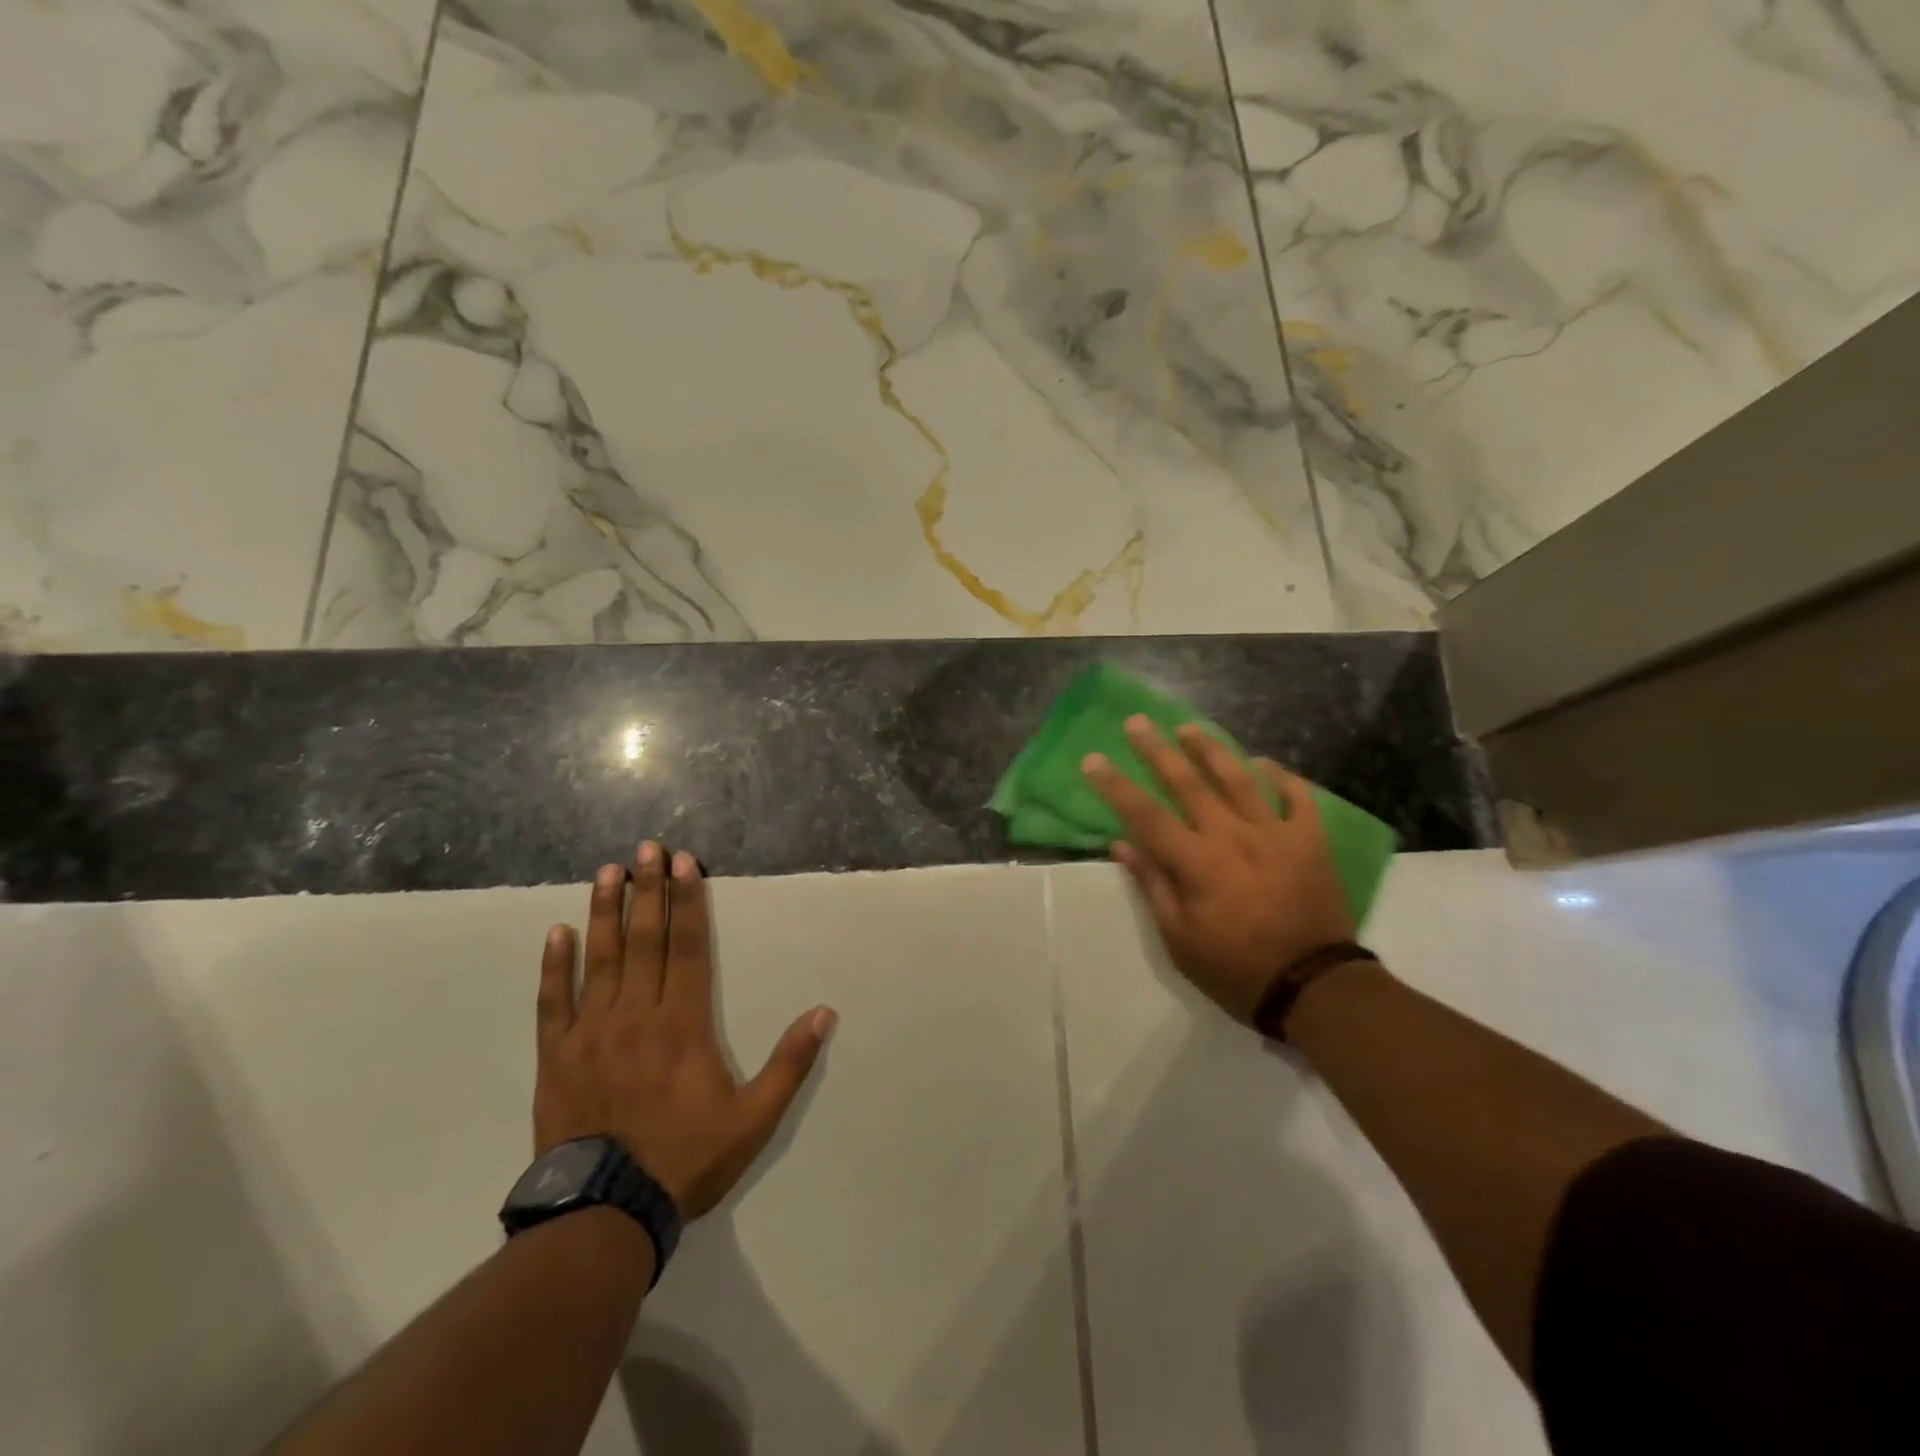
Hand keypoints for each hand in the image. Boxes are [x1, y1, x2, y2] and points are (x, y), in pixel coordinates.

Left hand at [534, 843, 835, 1217]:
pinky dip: (555, 966)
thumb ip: (790, 1063)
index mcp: (684, 1023)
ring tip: (609, 871)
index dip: (689, 902)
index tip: (685, 864)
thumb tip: (824, 1013)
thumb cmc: (686, 1159)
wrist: (605, 1214)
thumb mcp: (754, 1119)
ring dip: (606, 911)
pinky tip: (559, 932)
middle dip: (649, 889)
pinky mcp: (556, 1056)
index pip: (688, 947)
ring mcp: (592, 1032)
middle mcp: (638, 1014)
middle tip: (647, 847)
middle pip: (645, 940)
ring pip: (600, 958)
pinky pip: (553, 1002)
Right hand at [1082, 717, 1356, 1024]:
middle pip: (1188, 783)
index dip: (1115, 785)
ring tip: (1189, 728)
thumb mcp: (1179, 939)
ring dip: (1211, 750)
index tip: (1092, 759)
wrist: (1314, 986)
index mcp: (1196, 862)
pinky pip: (1297, 798)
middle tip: (1137, 722)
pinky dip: (1281, 777)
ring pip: (1239, 779)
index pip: (1145, 814)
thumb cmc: (1236, 969)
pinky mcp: (1310, 841)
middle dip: (1157, 750)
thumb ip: (1153, 885)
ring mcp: (1275, 833)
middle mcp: (1232, 835)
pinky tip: (1264, 763)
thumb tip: (1122, 844)